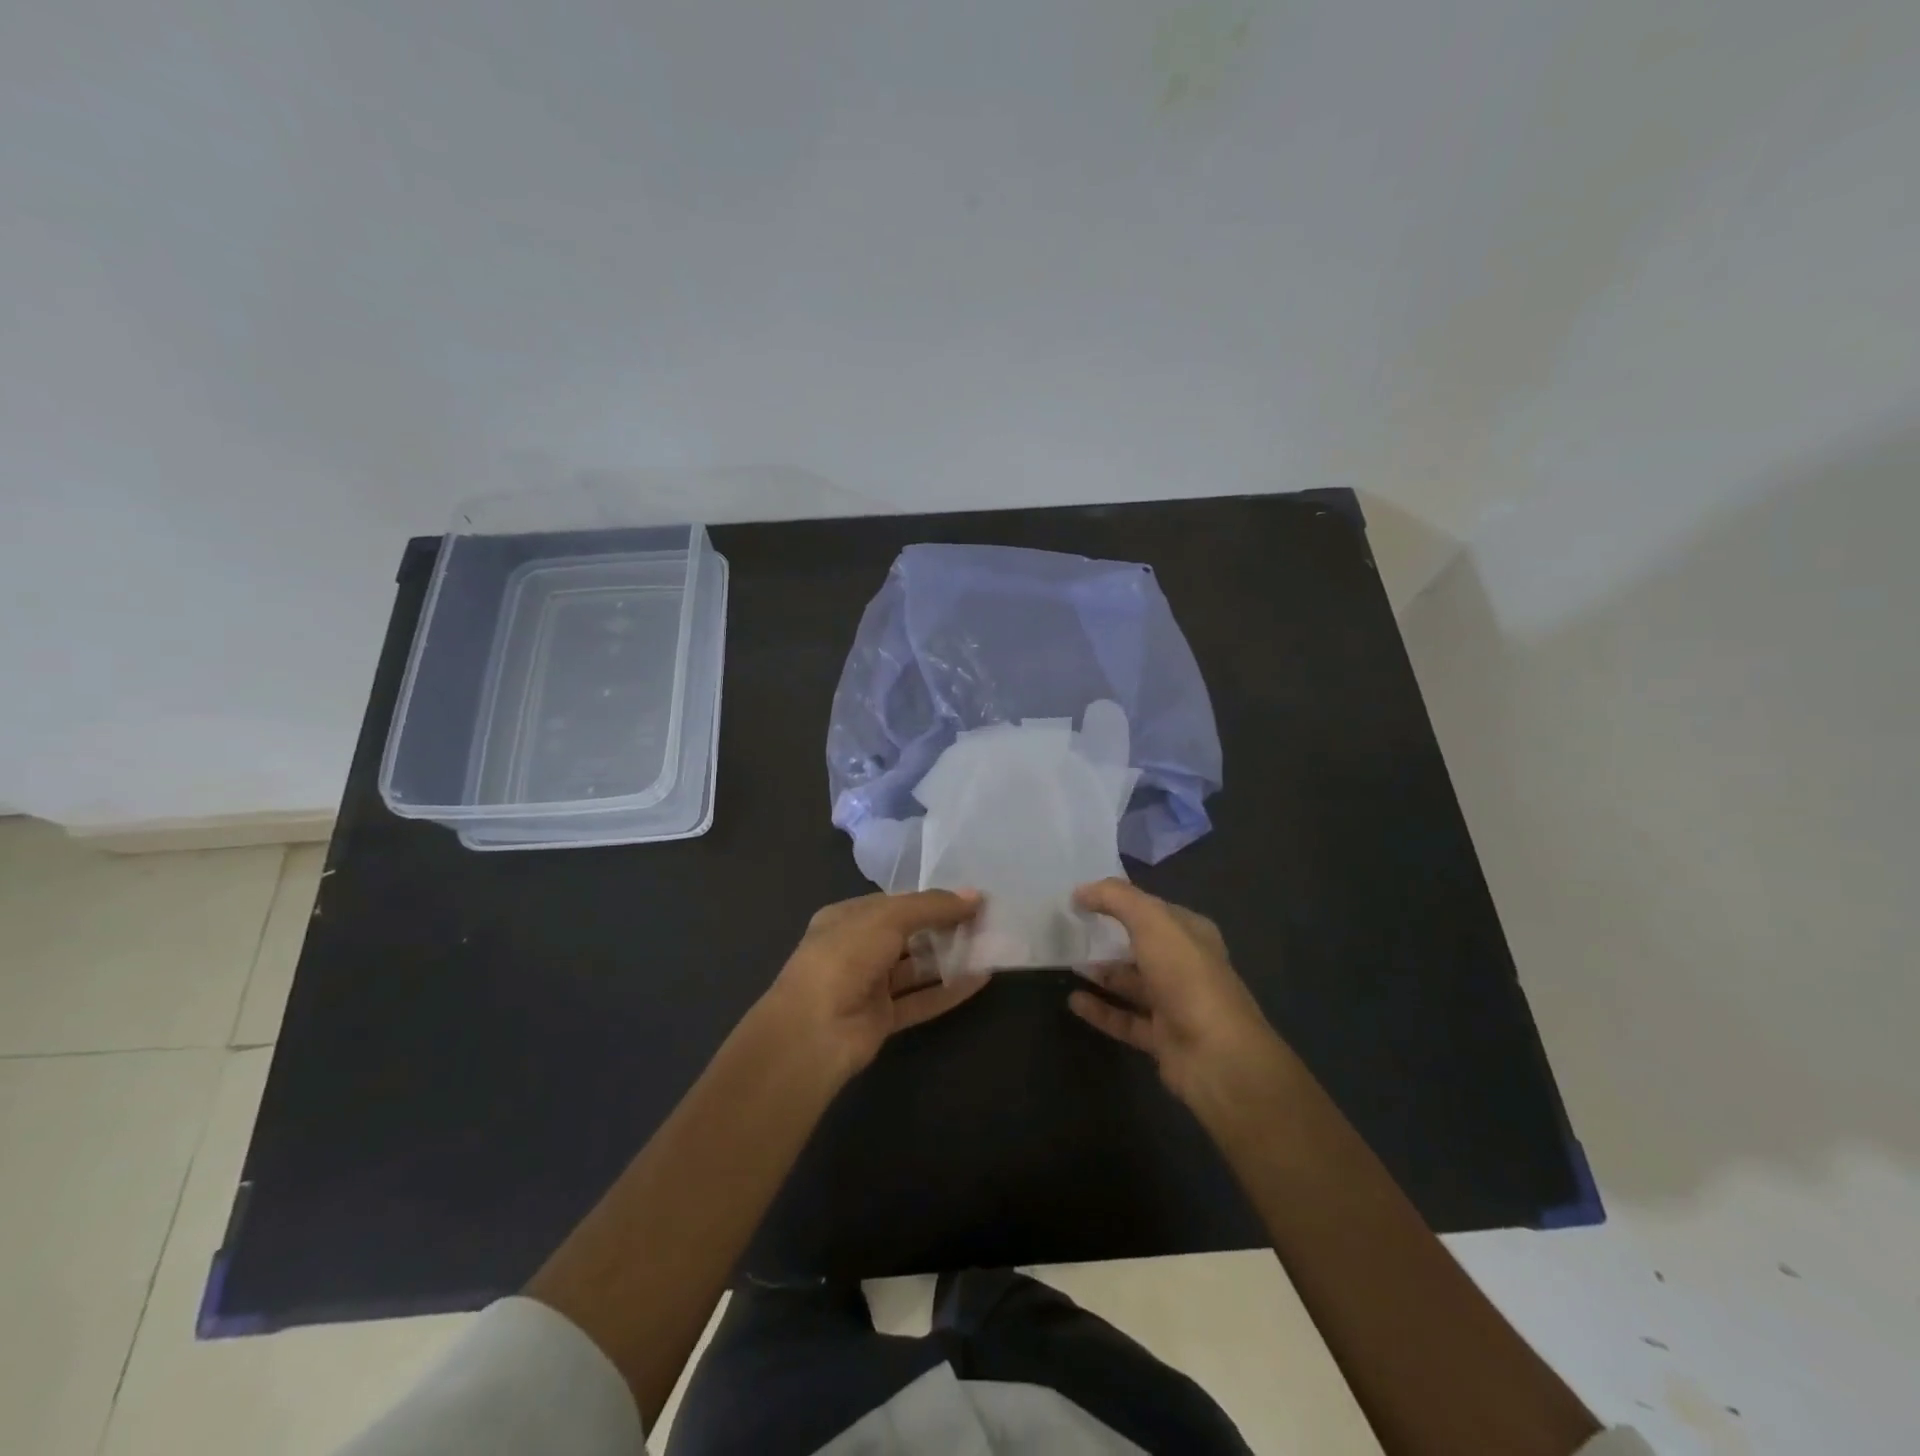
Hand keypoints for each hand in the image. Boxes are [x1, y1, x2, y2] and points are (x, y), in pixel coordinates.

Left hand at [763, 890, 987, 1079]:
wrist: (813, 1032)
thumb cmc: (845, 958)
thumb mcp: (888, 918)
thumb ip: (932, 906)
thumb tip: (975, 895)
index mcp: (846, 918)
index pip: (895, 903)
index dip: (931, 900)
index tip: (969, 899)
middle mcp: (856, 949)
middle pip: (908, 934)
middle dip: (944, 927)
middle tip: (985, 922)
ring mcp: (869, 986)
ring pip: (916, 968)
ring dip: (949, 958)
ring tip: (989, 947)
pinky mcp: (883, 1018)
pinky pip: (921, 1000)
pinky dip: (949, 991)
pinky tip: (981, 980)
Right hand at [1068, 879, 1295, 1121]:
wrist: (1217, 1056)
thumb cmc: (1187, 977)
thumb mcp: (1152, 922)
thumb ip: (1116, 899)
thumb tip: (1081, 890)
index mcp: (1192, 934)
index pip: (1154, 910)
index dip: (1121, 901)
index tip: (1083, 897)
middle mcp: (1186, 966)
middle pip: (1141, 947)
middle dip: (1109, 938)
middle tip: (1070, 930)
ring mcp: (1175, 1005)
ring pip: (1132, 983)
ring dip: (1102, 973)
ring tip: (1067, 962)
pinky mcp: (1162, 1038)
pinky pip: (1124, 1019)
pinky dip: (1100, 1010)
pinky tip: (1073, 1000)